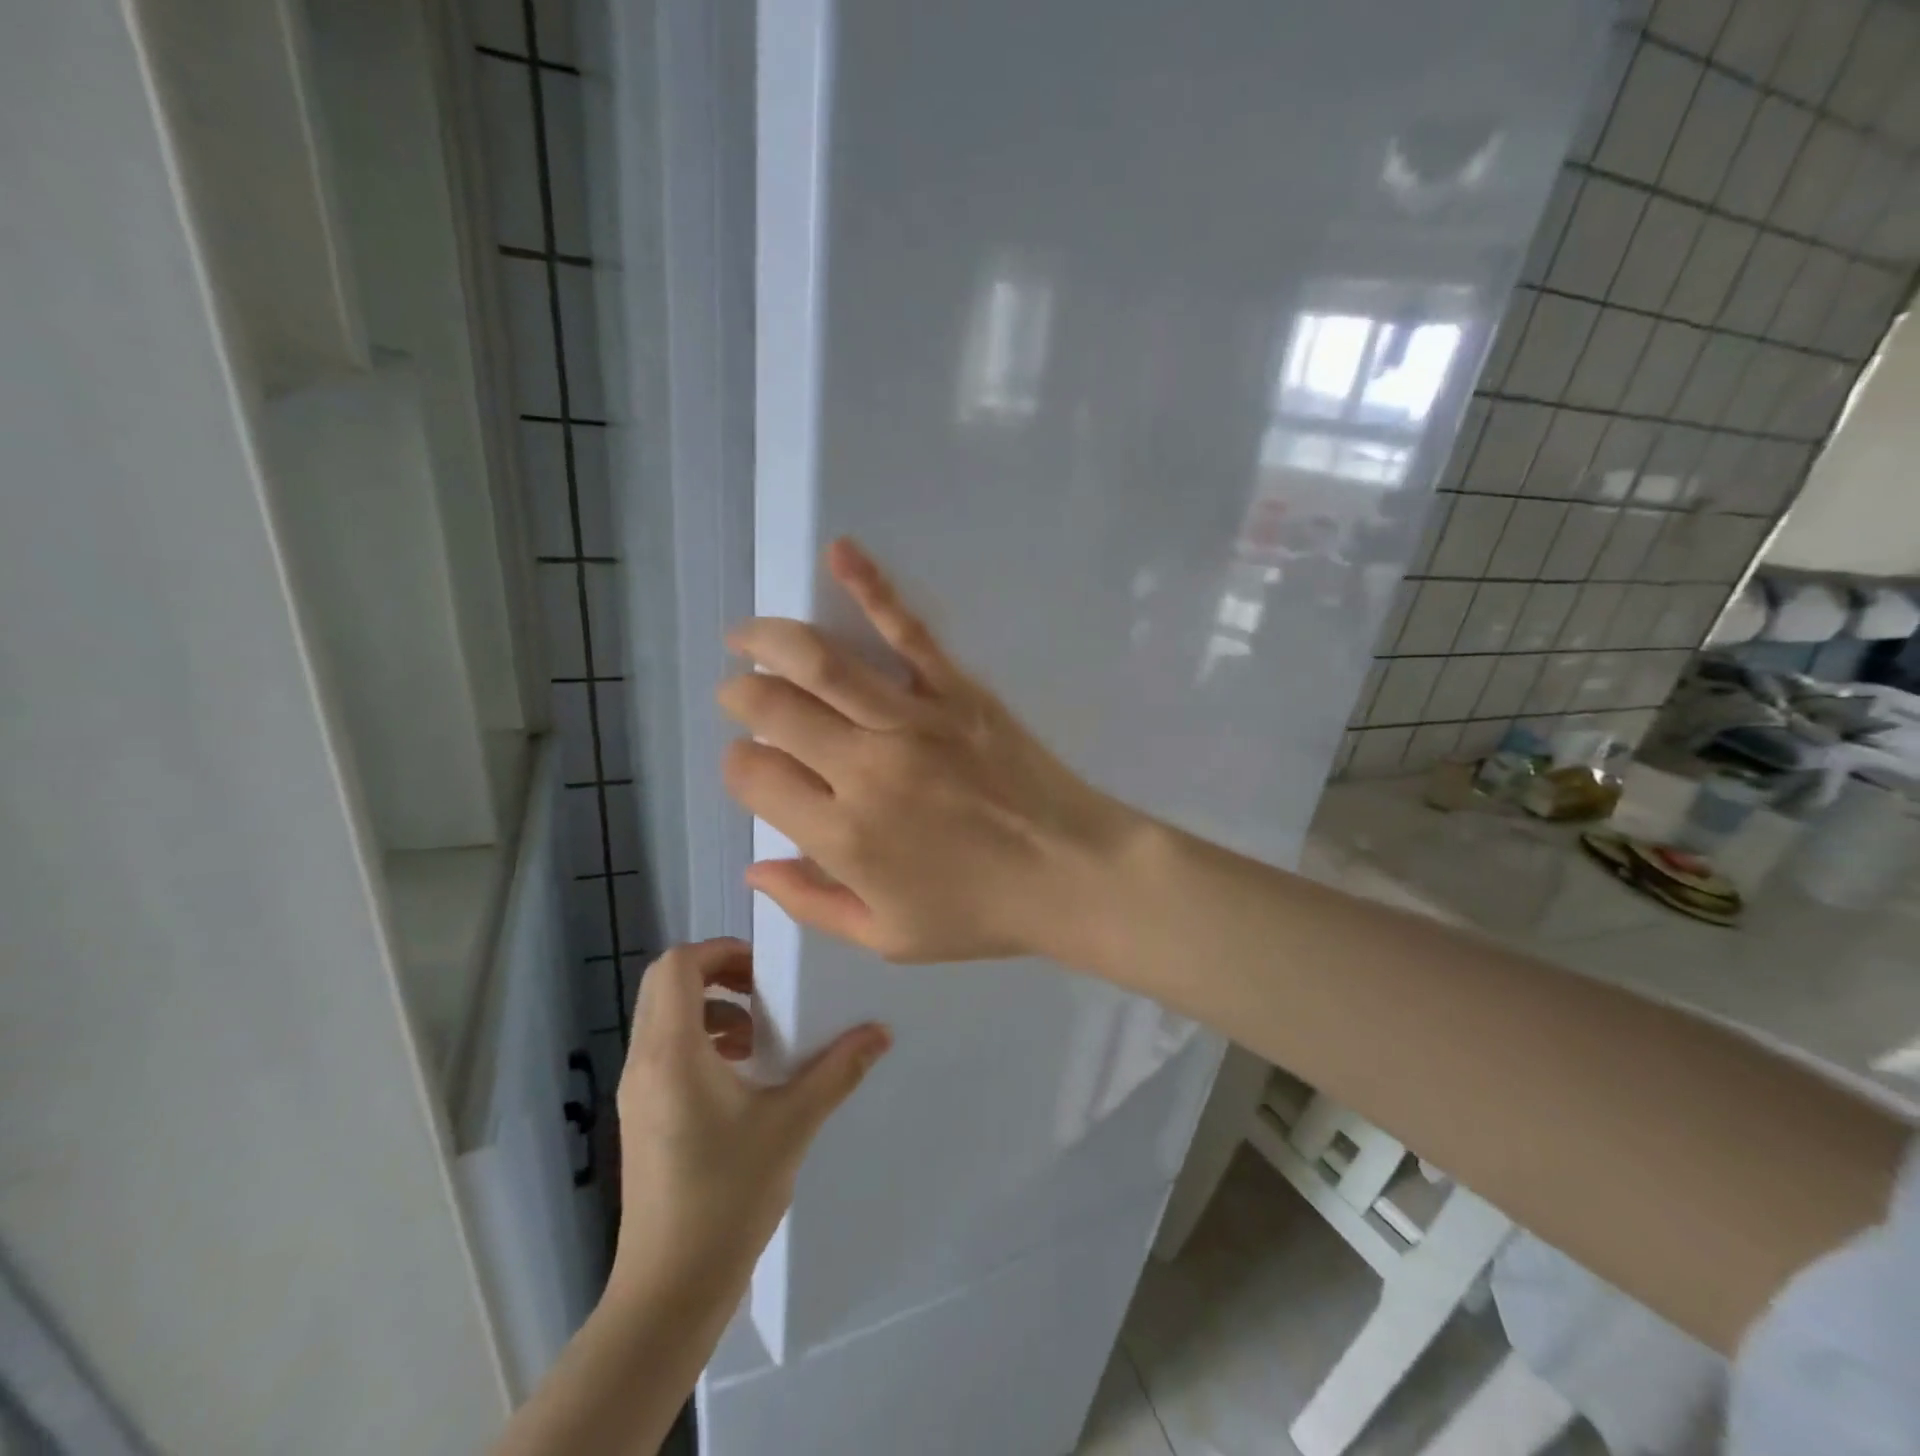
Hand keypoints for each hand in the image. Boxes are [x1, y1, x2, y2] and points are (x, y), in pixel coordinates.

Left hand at [610, 939, 889, 1304]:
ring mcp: (637, 1090)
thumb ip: (837, 1070)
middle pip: (667, 984)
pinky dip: (702, 1040)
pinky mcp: (642, 1115)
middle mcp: (644, 1061)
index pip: (677, 965)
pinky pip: (666, 1050)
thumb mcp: (792, 1124)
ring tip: (760, 1036)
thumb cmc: (727, 1196)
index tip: (765, 969)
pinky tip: (743, 1075)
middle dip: (718, 974)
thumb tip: (880, 1031)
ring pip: (665, 1017)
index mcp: (673, 1052)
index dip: (720, 951)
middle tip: (766, 991)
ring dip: (712, 1008)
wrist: (669, 1289)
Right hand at [717, 539, 1140, 964]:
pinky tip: (840, 552)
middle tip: (739, 693)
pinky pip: (907, 631)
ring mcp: (912, 721)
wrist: (1073, 874)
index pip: (753, 776)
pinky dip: (870, 586)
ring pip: (820, 662)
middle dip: (740, 696)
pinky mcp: (956, 690)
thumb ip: (812, 903)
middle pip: (772, 710)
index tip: (753, 766)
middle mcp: (864, 768)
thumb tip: (753, 866)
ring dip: (769, 640)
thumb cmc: (982, 913)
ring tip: (746, 635)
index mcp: (842, 835)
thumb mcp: (888, 937)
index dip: (739, 767)